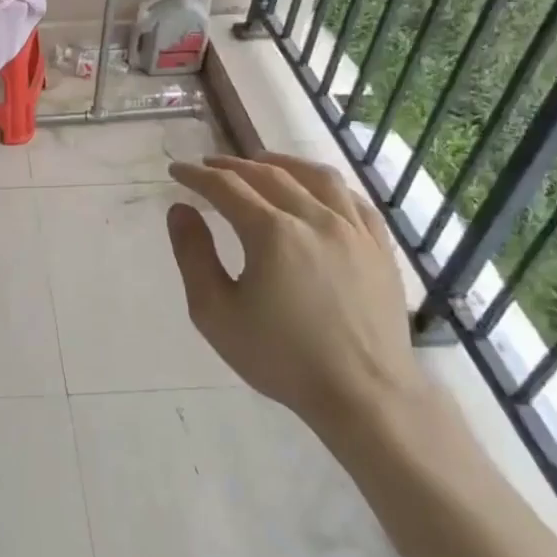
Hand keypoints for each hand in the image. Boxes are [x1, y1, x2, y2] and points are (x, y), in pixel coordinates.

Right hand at [164, 151, 427, 437]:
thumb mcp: (216, 313)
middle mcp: (315, 218)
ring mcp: (353, 229)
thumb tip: (180, 210)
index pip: (226, 187)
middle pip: (268, 174)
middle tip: (209, 166)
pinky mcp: (379, 246)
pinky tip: (316, 190)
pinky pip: (353, 198)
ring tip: (261, 162)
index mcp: (272, 233)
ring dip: (281, 163)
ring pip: (316, 177)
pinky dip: (326, 184)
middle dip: (232, 166)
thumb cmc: (280, 357)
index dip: (197, 176)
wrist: (364, 394)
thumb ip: (193, 255)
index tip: (177, 171)